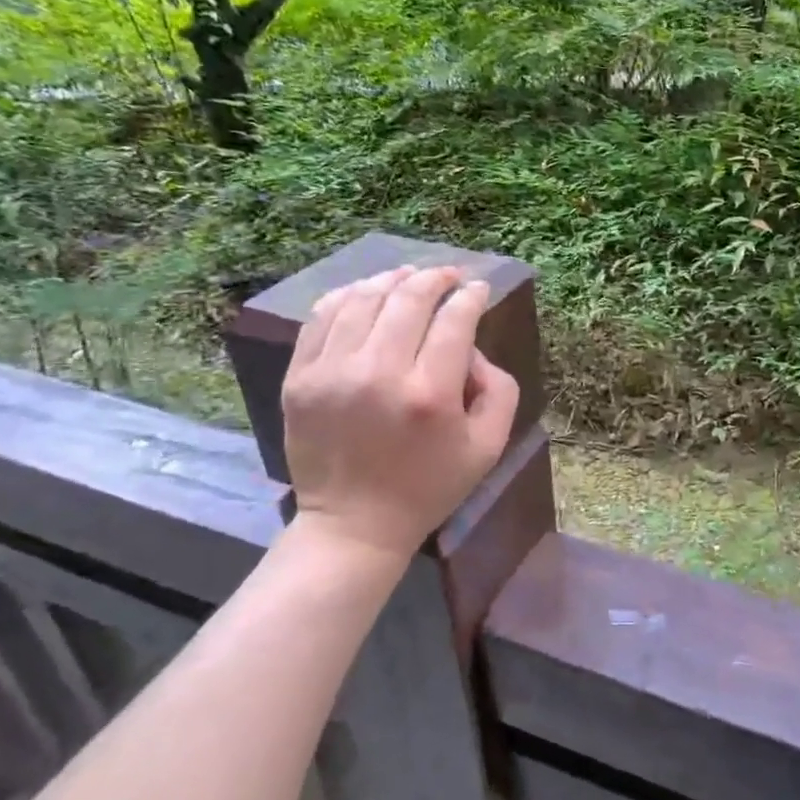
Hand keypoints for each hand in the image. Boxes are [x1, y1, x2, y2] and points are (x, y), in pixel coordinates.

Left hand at [281, 265, 519, 564]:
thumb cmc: (430, 486)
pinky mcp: (300, 378)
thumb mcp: (489, 446)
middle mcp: (378, 374)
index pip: (454, 320)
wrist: (354, 524)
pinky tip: (367, 293)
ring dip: (393, 279)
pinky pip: (323, 316)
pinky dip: (349, 295)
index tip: (479, 288)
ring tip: (410, 276)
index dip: (471, 296)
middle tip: (450, 275)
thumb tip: (471, 347)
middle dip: (436, 278)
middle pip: (409, 299)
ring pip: (364, 298)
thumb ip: (499, 388)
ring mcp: (331, 373)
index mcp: (430, 394)